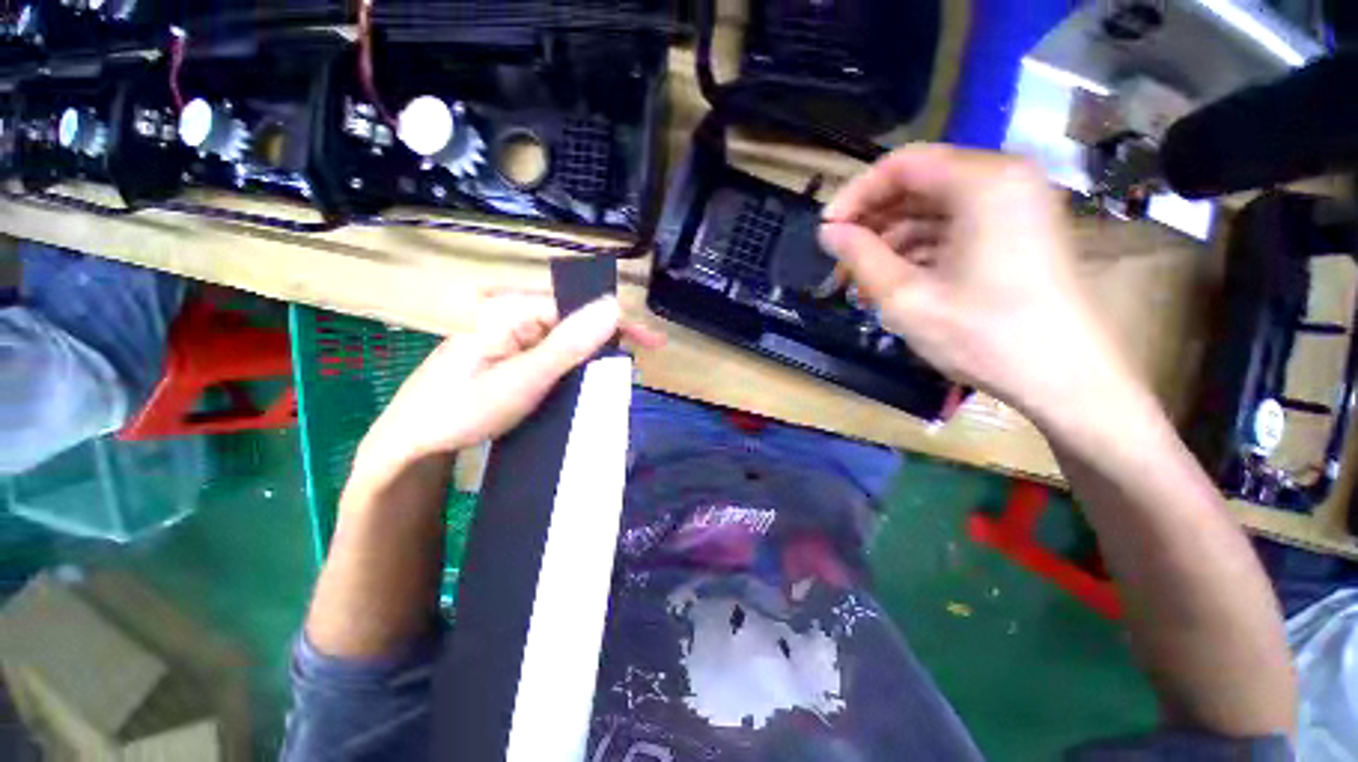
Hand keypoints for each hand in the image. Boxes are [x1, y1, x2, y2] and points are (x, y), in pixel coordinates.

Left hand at [353, 292, 663, 482]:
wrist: (412, 442)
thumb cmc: (462, 410)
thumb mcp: (523, 379)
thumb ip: (569, 344)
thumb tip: (613, 306)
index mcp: (513, 311)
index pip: (580, 307)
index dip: (619, 324)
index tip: (652, 346)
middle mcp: (512, 315)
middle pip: (575, 320)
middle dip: (608, 341)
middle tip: (632, 367)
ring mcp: (508, 335)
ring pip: (565, 338)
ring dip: (592, 355)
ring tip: (615, 376)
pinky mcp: (508, 353)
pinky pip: (551, 352)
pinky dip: (573, 365)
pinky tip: (583, 379)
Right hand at [818, 145, 1139, 424]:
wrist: (1064, 378)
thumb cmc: (984, 335)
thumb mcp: (906, 297)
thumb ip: (861, 256)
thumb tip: (827, 232)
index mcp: (984, 182)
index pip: (901, 165)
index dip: (855, 194)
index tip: (826, 230)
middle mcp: (1003, 180)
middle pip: (918, 184)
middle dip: (872, 222)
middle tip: (840, 260)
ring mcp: (1014, 206)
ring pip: (933, 209)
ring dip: (891, 241)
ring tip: (860, 281)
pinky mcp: (1015, 232)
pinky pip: (953, 228)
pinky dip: (918, 251)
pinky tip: (893, 282)